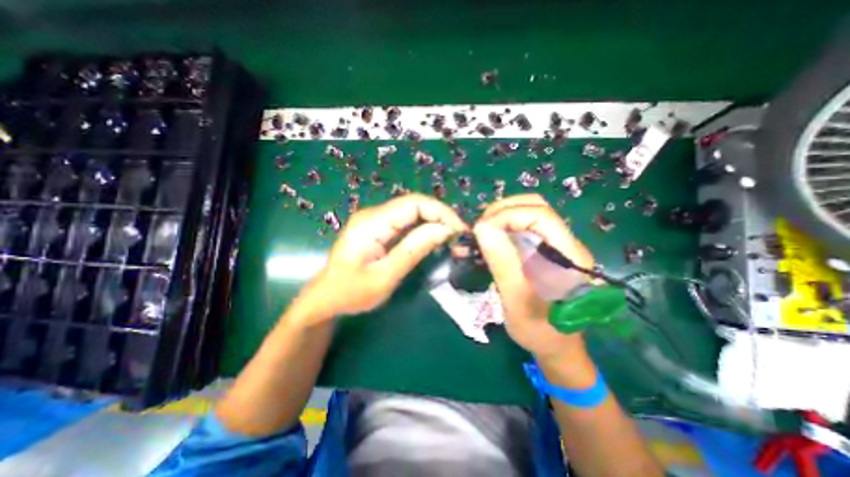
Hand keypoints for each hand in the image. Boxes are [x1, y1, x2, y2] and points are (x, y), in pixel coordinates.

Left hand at [304, 191, 463, 317]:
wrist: (325, 297)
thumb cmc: (351, 293)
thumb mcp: (385, 276)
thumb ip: (414, 250)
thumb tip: (444, 230)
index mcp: (372, 223)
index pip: (414, 203)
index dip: (441, 212)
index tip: (459, 231)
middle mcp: (373, 214)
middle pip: (415, 204)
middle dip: (441, 216)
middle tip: (459, 237)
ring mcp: (375, 219)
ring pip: (412, 211)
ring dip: (434, 221)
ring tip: (451, 238)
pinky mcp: (378, 227)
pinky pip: (406, 220)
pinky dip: (424, 227)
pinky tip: (434, 238)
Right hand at [476, 194, 592, 360]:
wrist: (556, 346)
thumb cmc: (539, 329)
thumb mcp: (517, 299)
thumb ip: (502, 262)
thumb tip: (482, 227)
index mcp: (570, 255)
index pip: (541, 215)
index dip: (508, 215)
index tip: (481, 230)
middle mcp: (566, 243)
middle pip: (536, 206)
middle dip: (503, 210)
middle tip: (478, 227)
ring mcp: (554, 245)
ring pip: (528, 214)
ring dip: (501, 216)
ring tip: (480, 230)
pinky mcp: (543, 251)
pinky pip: (523, 227)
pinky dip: (502, 226)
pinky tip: (488, 237)